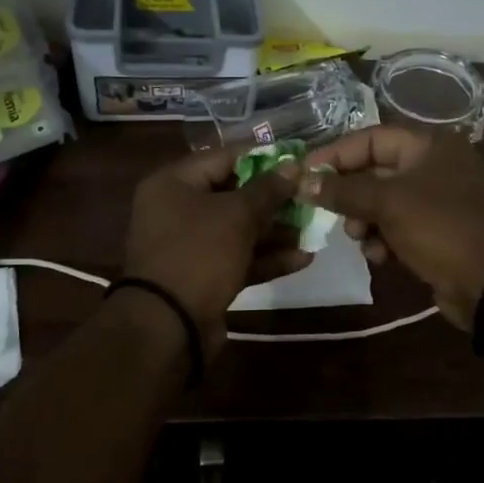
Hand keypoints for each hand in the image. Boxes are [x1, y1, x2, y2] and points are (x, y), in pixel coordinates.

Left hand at [122, 146, 312, 354]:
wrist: (169, 325)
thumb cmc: (198, 253)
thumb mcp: (237, 214)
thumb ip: (267, 189)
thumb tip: (293, 166)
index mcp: (173, 183)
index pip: (223, 157)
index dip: (262, 158)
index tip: (297, 161)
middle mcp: (177, 210)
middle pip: (233, 195)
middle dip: (273, 199)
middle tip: (310, 198)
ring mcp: (190, 246)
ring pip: (239, 230)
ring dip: (276, 231)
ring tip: (314, 229)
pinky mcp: (204, 277)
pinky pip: (239, 259)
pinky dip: (267, 258)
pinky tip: (304, 258)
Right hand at [297, 127, 483, 330]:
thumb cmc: (440, 228)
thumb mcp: (387, 203)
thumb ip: (343, 191)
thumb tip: (302, 182)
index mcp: (430, 145)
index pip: (372, 138)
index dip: (336, 154)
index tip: (305, 172)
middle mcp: (435, 166)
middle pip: (376, 171)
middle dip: (350, 194)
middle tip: (329, 212)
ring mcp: (438, 200)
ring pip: (383, 202)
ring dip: (365, 220)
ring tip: (360, 238)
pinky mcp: (437, 231)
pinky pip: (398, 227)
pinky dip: (384, 239)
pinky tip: (381, 257)